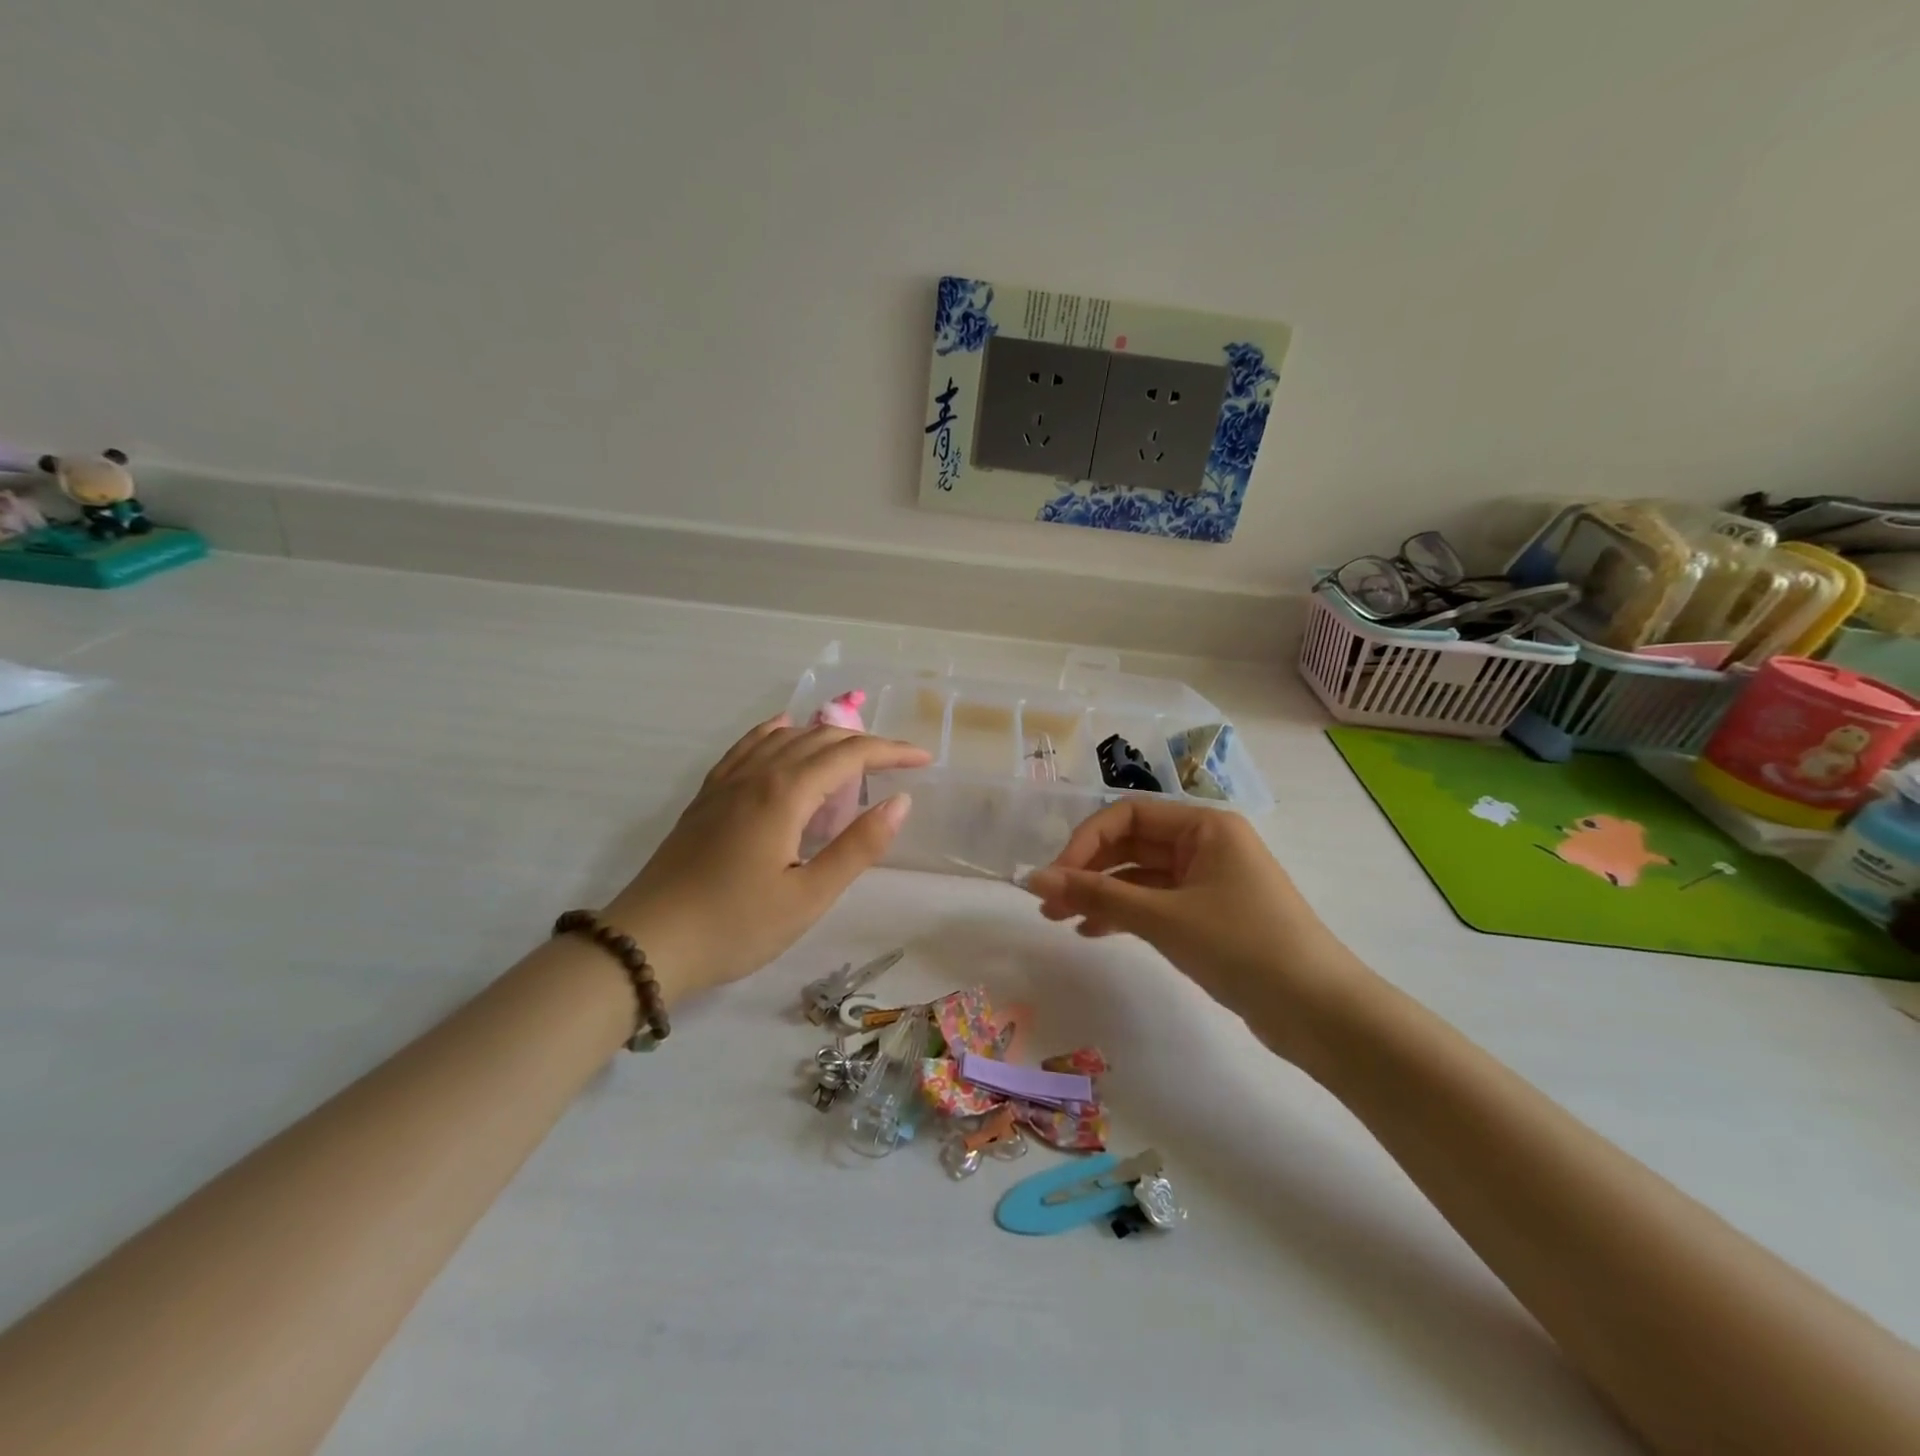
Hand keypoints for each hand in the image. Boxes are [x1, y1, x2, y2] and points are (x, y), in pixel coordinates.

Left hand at [602, 716, 929, 1003]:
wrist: (647, 944)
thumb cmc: (735, 926)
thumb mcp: (808, 897)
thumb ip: (858, 847)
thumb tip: (900, 802)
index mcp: (784, 794)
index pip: (849, 756)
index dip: (891, 752)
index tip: (924, 760)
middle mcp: (757, 774)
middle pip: (819, 740)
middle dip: (865, 743)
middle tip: (899, 762)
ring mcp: (726, 782)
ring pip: (784, 738)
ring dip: (825, 737)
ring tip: (853, 752)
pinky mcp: (707, 796)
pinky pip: (748, 747)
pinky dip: (775, 733)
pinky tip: (781, 730)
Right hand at [1024, 799, 1366, 1055]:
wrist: (1319, 1012)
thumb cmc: (1242, 946)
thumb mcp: (1163, 917)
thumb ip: (1097, 894)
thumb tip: (1034, 877)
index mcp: (1205, 825)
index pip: (1128, 815)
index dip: (1085, 841)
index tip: (1054, 878)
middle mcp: (1207, 844)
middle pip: (1132, 844)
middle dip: (1088, 870)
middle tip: (1048, 904)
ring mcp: (1209, 880)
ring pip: (1141, 876)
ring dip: (1102, 894)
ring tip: (1062, 921)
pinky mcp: (1210, 915)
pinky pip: (1156, 902)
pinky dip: (1125, 914)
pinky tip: (1094, 932)